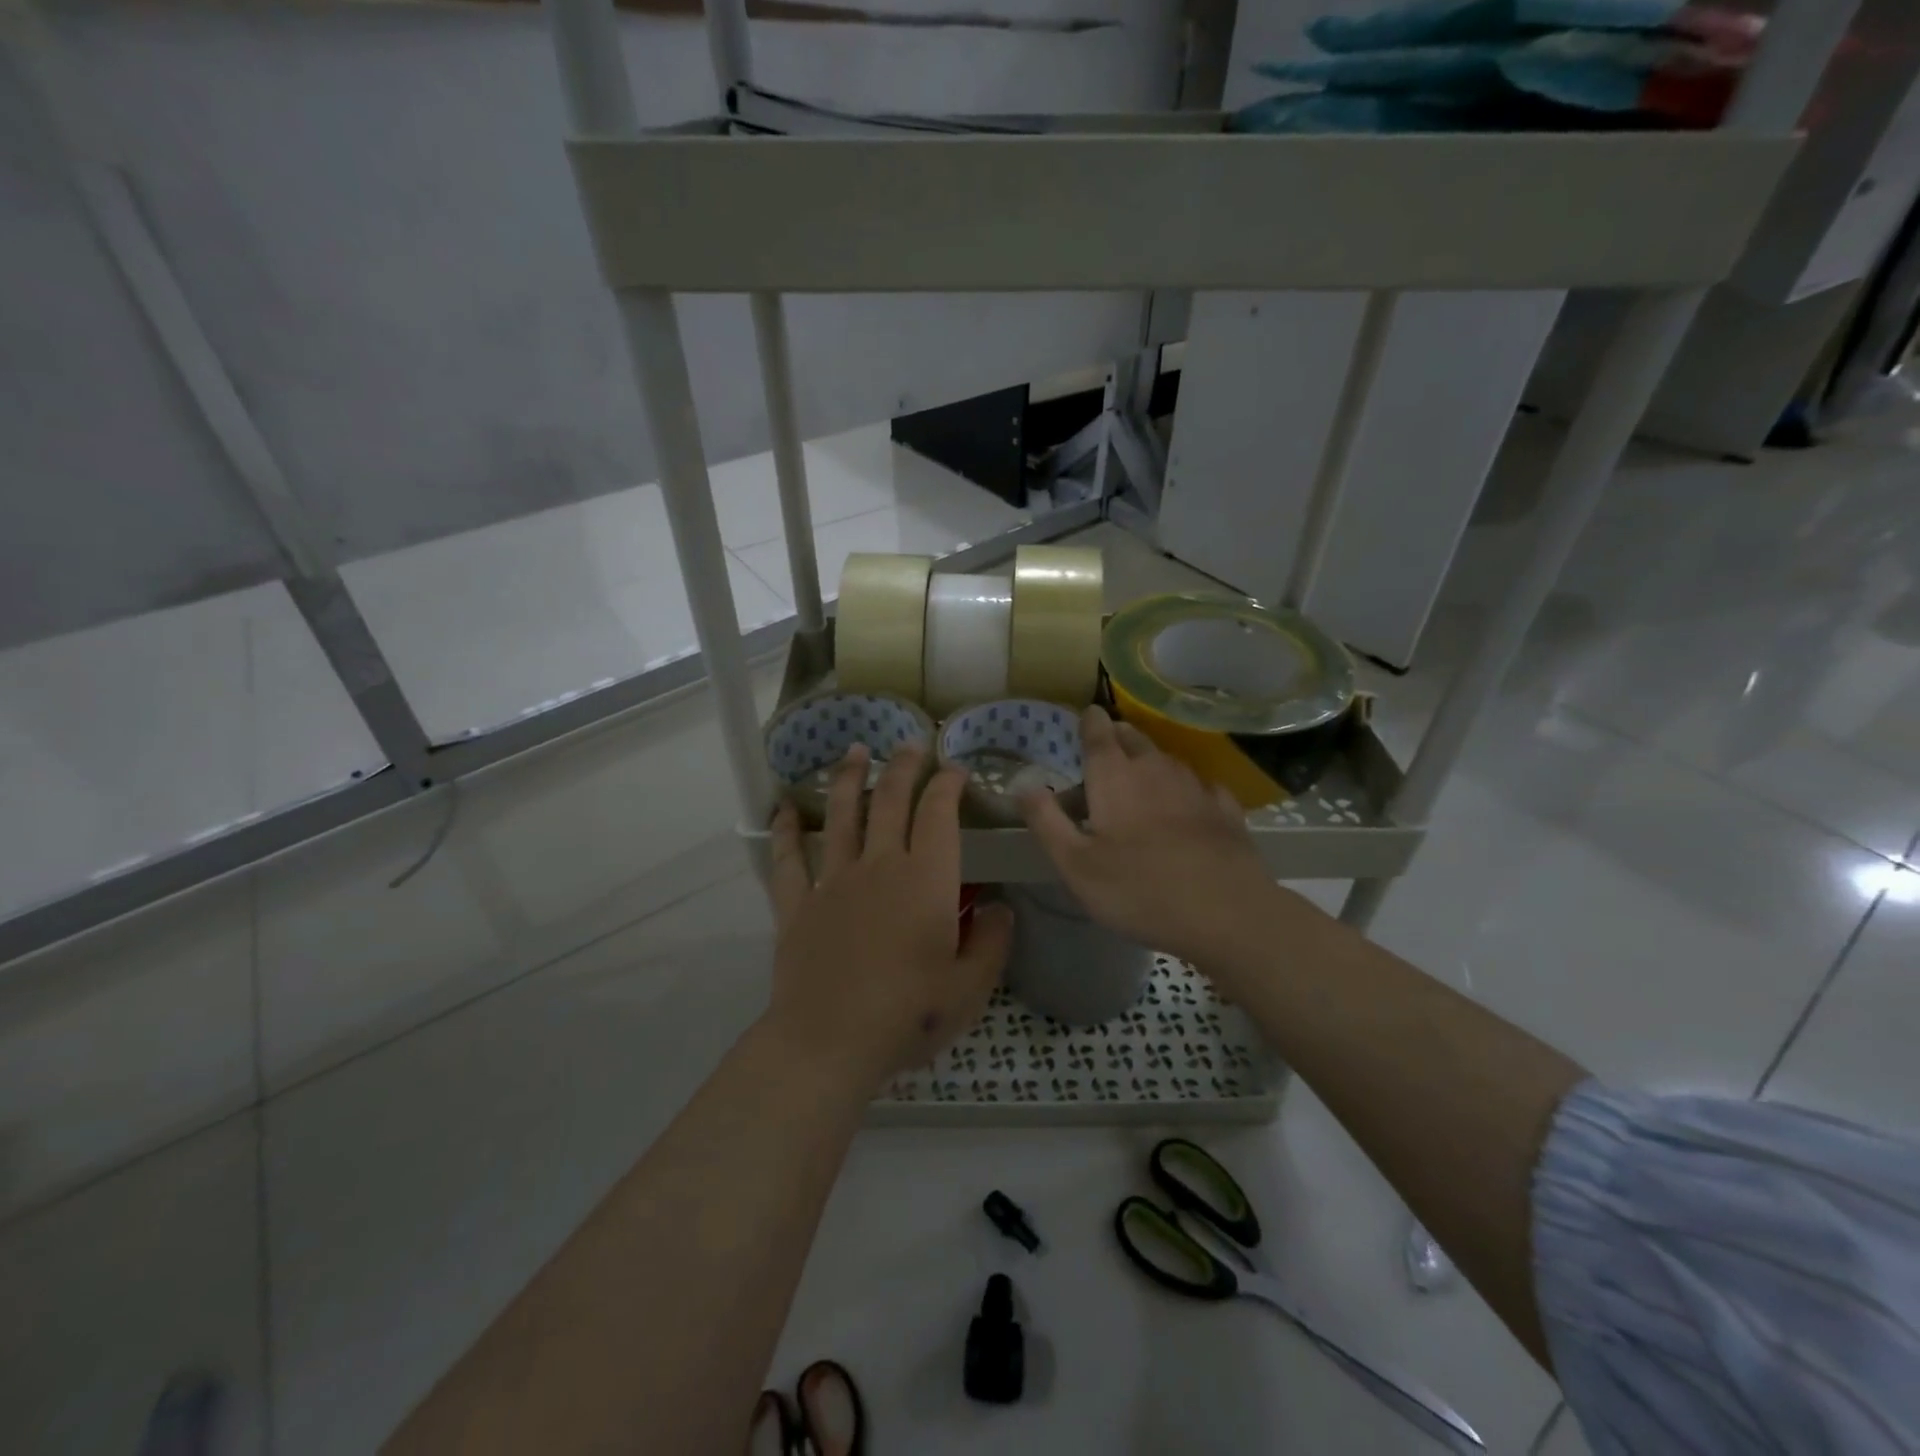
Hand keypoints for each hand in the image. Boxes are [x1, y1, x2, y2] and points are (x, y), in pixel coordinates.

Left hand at [765, 744, 1014, 1090]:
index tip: (954, 770)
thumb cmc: (907, 1015)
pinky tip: (785, 808)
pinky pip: (789, 858)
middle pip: (889, 801)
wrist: (828, 1043)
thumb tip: (1000, 908)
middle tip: (909, 744)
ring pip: (842, 815)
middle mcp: (879, 866)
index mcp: (925, 880)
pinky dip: (786, 830)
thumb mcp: (969, 990)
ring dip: (849, 779)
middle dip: (902, 767)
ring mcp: (833, 881)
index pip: (938, 814)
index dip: (947, 784)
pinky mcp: (798, 904)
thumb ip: (991, 943)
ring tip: (855, 751)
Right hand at [1019, 706, 1289, 973]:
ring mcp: (1195, 786)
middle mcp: (1155, 769)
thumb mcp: (1075, 864)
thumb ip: (1046, 821)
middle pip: (1133, 738)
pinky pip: (1200, 786)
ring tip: (1139, 781)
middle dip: (1117, 738)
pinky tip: (1187, 805)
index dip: (1089, 721)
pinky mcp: (1225, 810)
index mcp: (1114, 776)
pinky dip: (1186, 790)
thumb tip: (1022, 785)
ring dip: (1149, 763)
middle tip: (1104, 754)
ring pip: (1166, 760)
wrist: (1226, 913)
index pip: (1098, 731)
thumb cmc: (1138, 889)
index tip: (1085, 718)